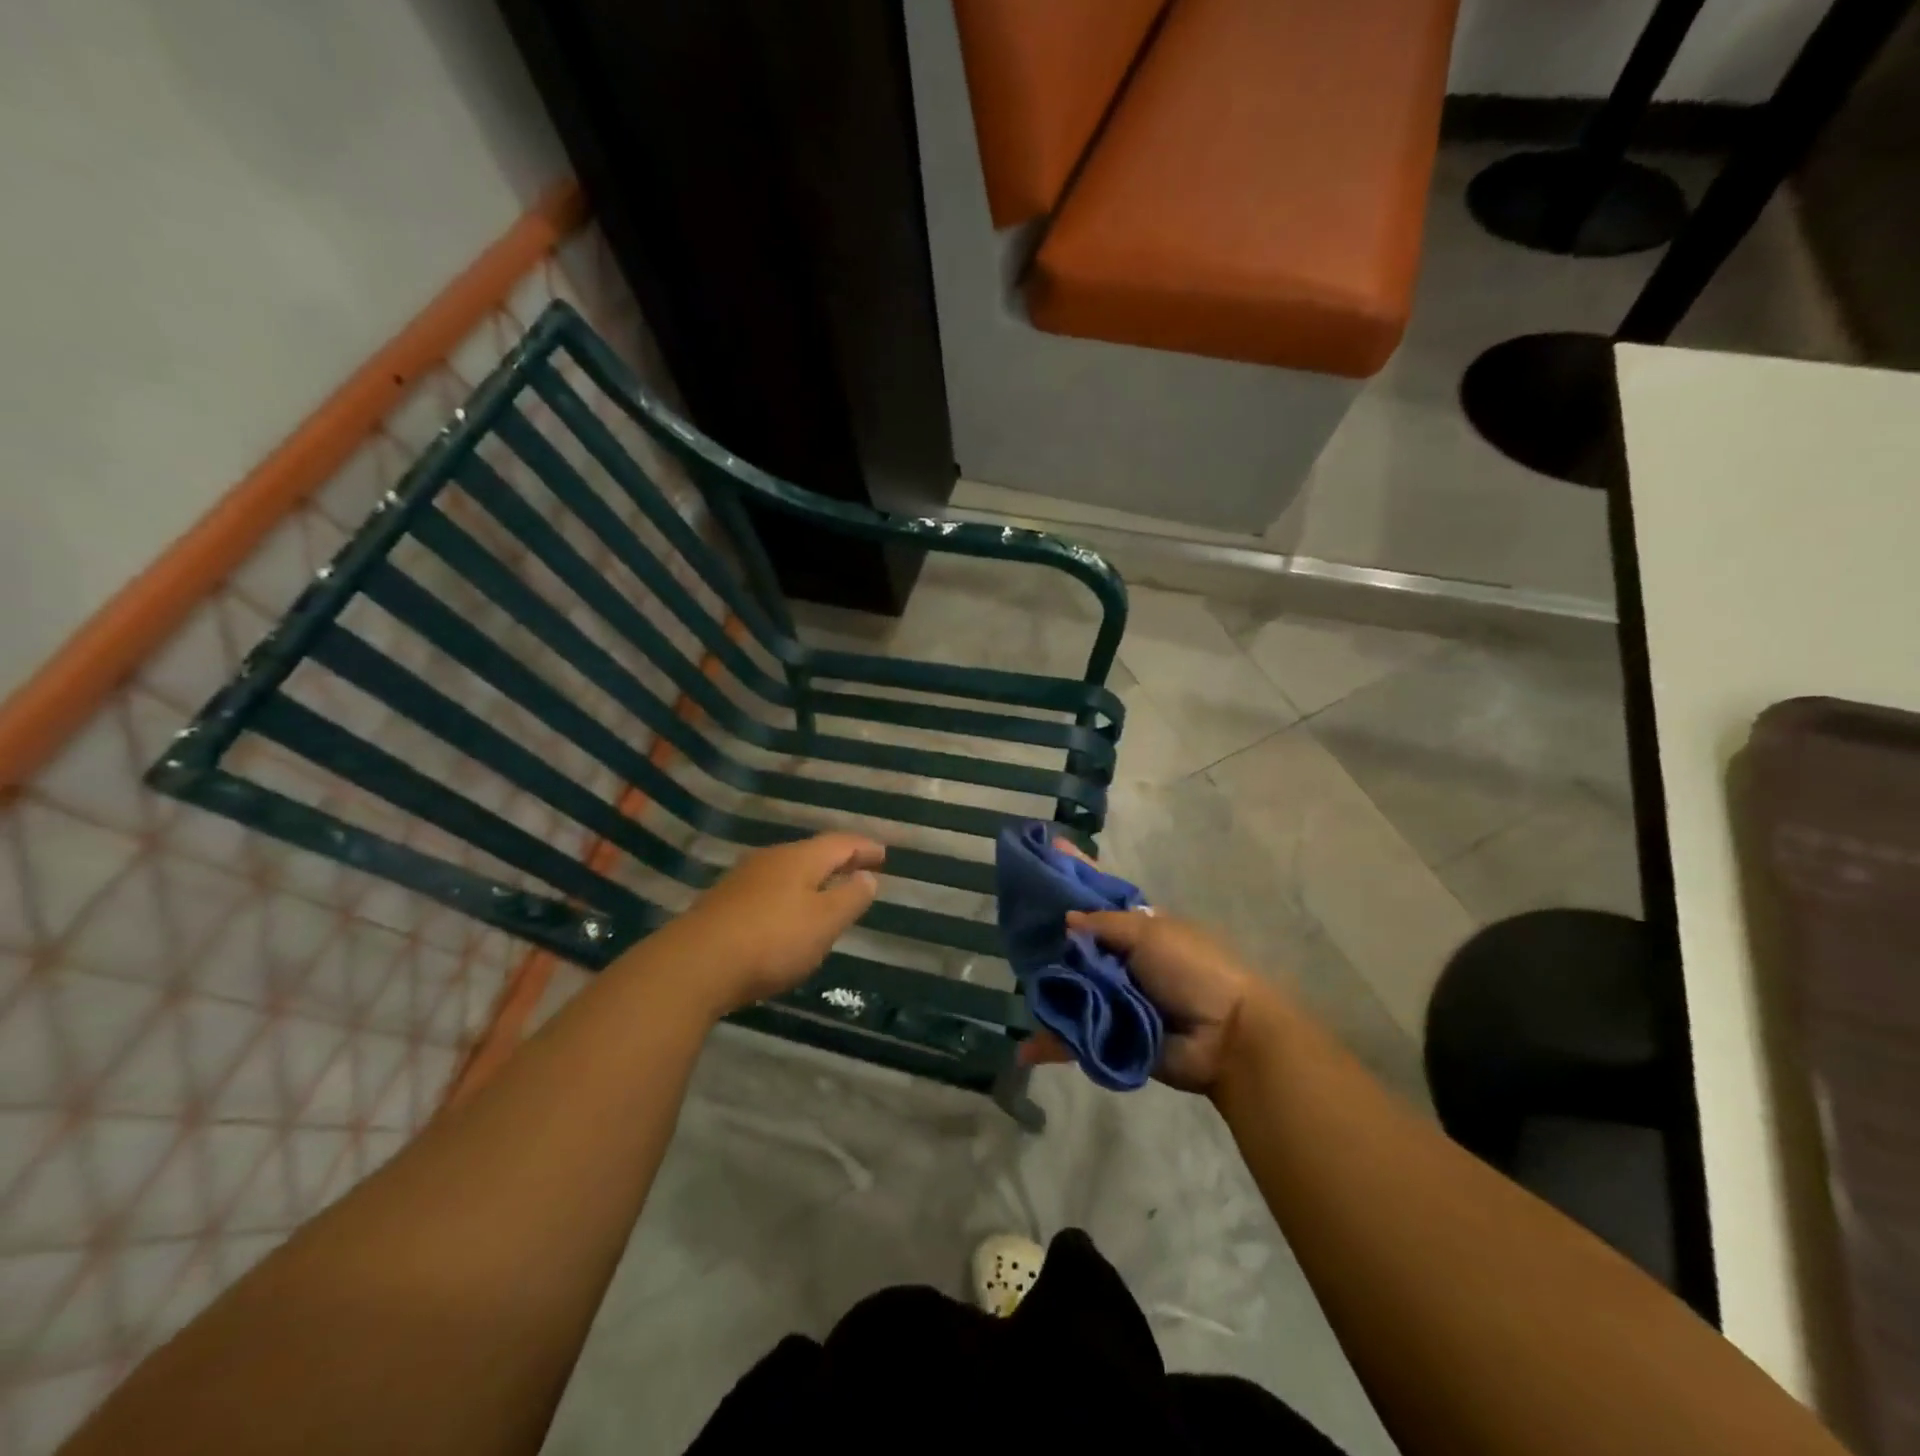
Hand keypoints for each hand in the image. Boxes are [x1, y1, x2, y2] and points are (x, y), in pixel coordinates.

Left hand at [649, 833, 883, 1017]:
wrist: (694, 965)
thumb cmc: (771, 941)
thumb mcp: (824, 922)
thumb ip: (851, 898)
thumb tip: (868, 876)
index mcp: (800, 858)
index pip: (840, 843)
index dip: (864, 847)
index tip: (883, 854)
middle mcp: (771, 860)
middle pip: (811, 853)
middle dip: (837, 860)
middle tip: (858, 869)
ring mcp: (742, 880)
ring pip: (787, 871)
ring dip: (811, 879)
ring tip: (826, 892)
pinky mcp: (723, 904)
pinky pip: (767, 890)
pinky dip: (788, 895)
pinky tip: (786, 914)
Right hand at [1017, 842, 1279, 1092]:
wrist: (1226, 1036)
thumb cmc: (1192, 970)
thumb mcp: (1150, 933)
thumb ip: (1103, 923)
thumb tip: (1065, 919)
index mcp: (1135, 928)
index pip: (1095, 896)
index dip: (1072, 875)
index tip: (1042, 851)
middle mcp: (1119, 960)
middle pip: (1073, 944)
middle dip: (1044, 936)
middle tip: (1009, 924)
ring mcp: (1112, 998)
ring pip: (1067, 988)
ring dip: (1043, 988)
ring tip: (1011, 983)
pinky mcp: (1108, 1036)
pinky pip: (1073, 1037)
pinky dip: (1050, 1044)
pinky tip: (1024, 1050)